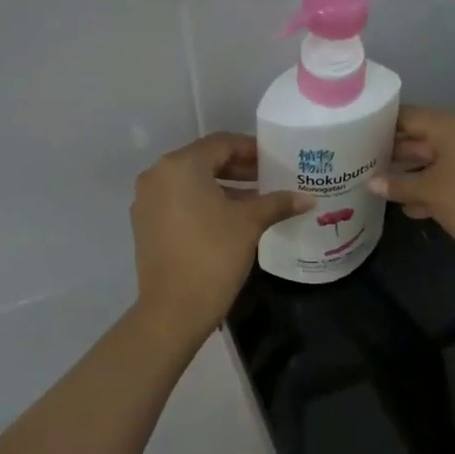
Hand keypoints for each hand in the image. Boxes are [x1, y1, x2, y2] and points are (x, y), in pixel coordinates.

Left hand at [132, 133, 311, 341]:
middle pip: (204, 161)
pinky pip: (179, 202)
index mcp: (180, 166)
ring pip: (191, 183)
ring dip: (223, 187)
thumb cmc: (213, 256)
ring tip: (256, 200)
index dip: (252, 149)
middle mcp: (157, 176)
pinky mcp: (146, 225)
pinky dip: (204, 203)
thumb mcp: (249, 224)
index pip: (222, 144)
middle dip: (239, 169)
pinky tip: (230, 219)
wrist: (174, 309)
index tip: (276, 159)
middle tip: (270, 178)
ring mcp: (147, 201)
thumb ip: (277, 203)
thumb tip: (308, 198)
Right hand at [370, 106, 454, 270]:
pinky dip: (431, 187)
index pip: (409, 116)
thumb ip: (397, 184)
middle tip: (362, 163)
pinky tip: (410, 207)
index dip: (382, 124)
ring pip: (434, 159)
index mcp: (451, 125)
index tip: (356, 134)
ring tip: (379, 186)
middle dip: (393, 152)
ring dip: (410, 173)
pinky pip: (450, 175)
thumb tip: (372, 183)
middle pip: (421, 137)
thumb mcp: (428, 192)